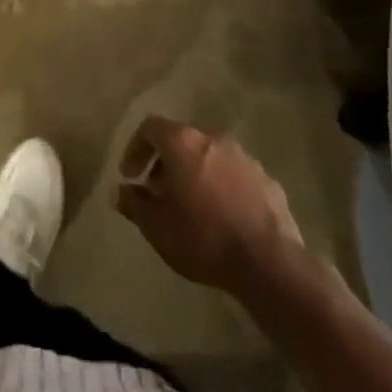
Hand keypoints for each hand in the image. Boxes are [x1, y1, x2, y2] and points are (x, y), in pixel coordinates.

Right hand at [115, 116, 311, 293]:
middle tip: (159, 194)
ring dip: (196, 175)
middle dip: (166, 164)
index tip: (130, 175)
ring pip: (211, 158)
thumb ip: (134, 203)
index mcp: (183, 143)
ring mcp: (245, 159)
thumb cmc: (203, 238)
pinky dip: (223, 189)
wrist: (269, 263)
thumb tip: (122, 192)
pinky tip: (223, 219)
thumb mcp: (156, 227)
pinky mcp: (268, 181)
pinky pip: (236, 177)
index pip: (150, 127)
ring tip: (192, 208)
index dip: (135, 148)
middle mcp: (214, 140)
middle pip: (182, 141)